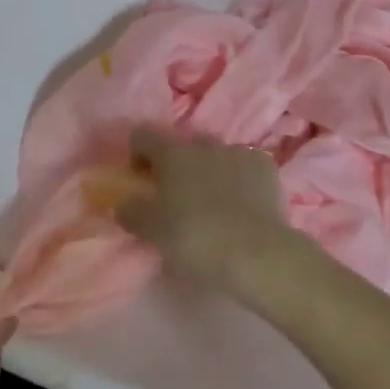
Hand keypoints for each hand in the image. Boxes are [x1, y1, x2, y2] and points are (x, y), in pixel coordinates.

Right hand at [116, 129, 296, 291]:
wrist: (256, 253)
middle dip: (176, 165)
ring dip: (208, 171)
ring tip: (213, 204)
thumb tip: (125, 203)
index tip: (140, 181)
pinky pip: (244, 165)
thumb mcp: (151, 231)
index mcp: (171, 154)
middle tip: (176, 198)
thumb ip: (132, 211)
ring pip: (215, 154)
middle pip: (181, 146)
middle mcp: (203, 144)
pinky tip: (242, 205)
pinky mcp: (265, 166)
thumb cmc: (195, 238)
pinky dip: (239, 178)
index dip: (136, 154)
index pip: (142, 135)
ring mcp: (237, 151)